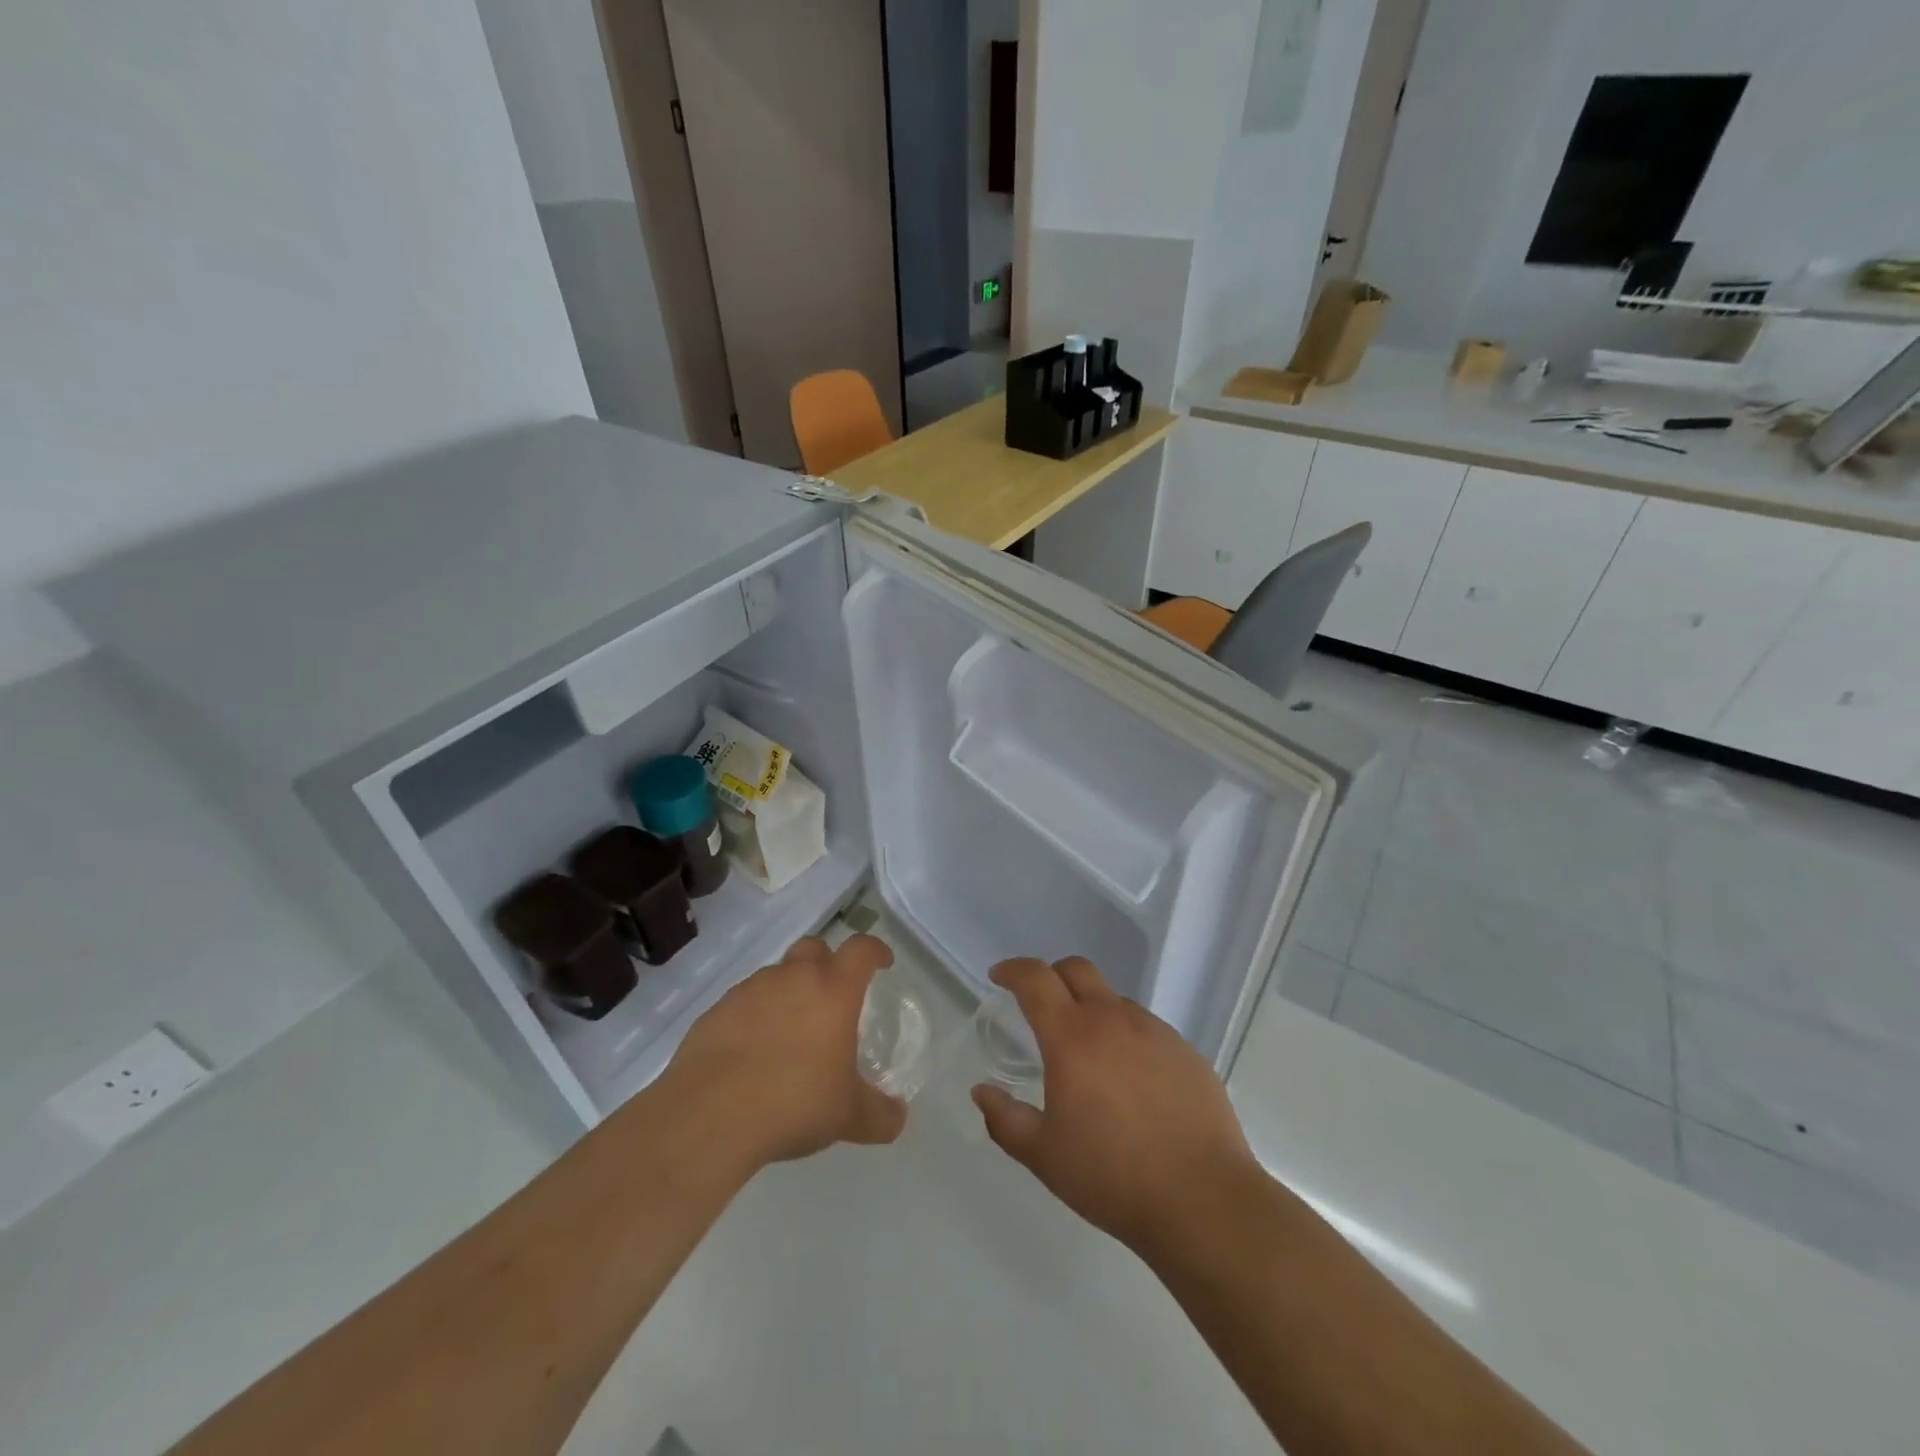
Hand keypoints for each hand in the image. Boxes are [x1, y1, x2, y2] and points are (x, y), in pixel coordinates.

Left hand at [665, 934, 907, 1166]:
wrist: (709, 1115)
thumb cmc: (794, 1102)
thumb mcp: (848, 1116)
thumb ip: (880, 1115)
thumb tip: (898, 1118)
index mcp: (833, 989)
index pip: (861, 950)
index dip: (875, 951)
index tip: (882, 962)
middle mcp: (792, 978)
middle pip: (814, 948)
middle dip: (827, 963)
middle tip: (832, 997)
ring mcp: (750, 990)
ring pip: (776, 976)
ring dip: (788, 993)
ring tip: (789, 1035)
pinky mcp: (716, 1011)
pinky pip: (744, 1003)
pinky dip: (754, 1018)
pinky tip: (751, 1054)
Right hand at [972, 957, 1258, 1255]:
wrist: (1202, 1200)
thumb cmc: (1112, 1177)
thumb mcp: (1044, 1156)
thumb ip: (1005, 1118)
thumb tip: (982, 1091)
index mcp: (1072, 1037)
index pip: (1036, 979)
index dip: (1013, 970)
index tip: (999, 977)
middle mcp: (1113, 1020)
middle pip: (1077, 970)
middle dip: (1051, 976)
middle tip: (1040, 1005)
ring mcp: (1155, 1032)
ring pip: (1114, 999)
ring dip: (1092, 1010)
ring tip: (1088, 1055)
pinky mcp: (1186, 1051)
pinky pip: (1146, 1028)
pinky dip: (1126, 1037)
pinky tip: (1131, 1081)